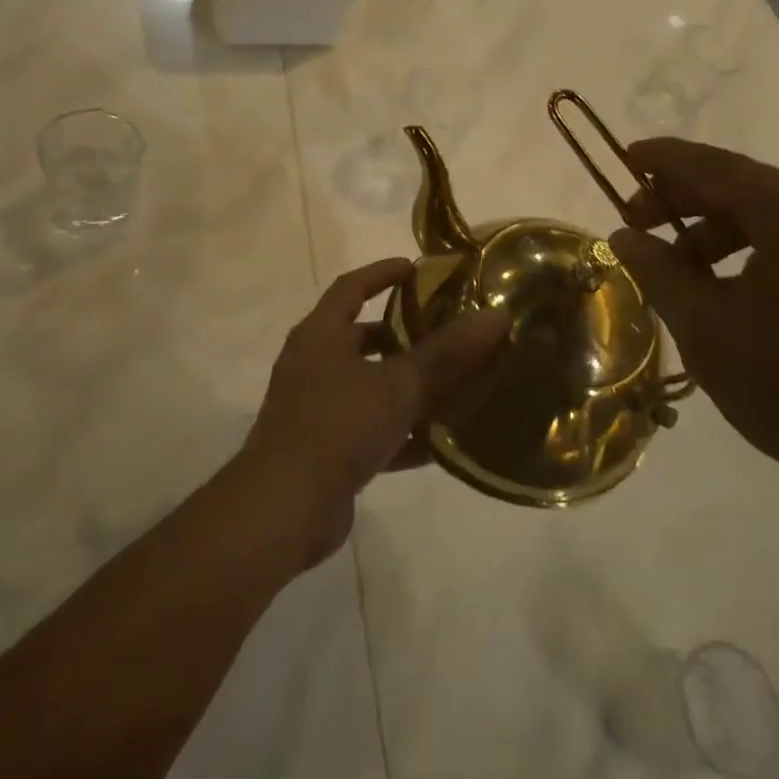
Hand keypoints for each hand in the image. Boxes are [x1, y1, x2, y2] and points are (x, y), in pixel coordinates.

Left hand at [239, 258, 508, 567]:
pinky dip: (400, 432)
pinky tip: (440, 443)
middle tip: (446, 331)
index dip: (382, 273)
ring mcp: (316, 409)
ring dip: (407, 386)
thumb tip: (495, 316)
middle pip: (361, 338)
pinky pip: (370, 429)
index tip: (416, 269)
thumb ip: (447, 353)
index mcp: (320, 335)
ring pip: (370, 386)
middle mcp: (313, 365)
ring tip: (454, 384)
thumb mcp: (398, 385)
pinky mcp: (324, 450)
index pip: (351, 287)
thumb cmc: (337, 428)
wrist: (282, 510)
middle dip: (403, 335)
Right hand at [609, 138, 778, 529]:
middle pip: (749, 188)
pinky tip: (732, 285)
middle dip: (688, 204)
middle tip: (637, 225)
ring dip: (723, 233)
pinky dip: (763, 249)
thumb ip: (659, 271)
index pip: (715, 167)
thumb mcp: (709, 330)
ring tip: (680, 268)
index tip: (625, 158)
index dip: (663, 162)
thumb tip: (624, 237)